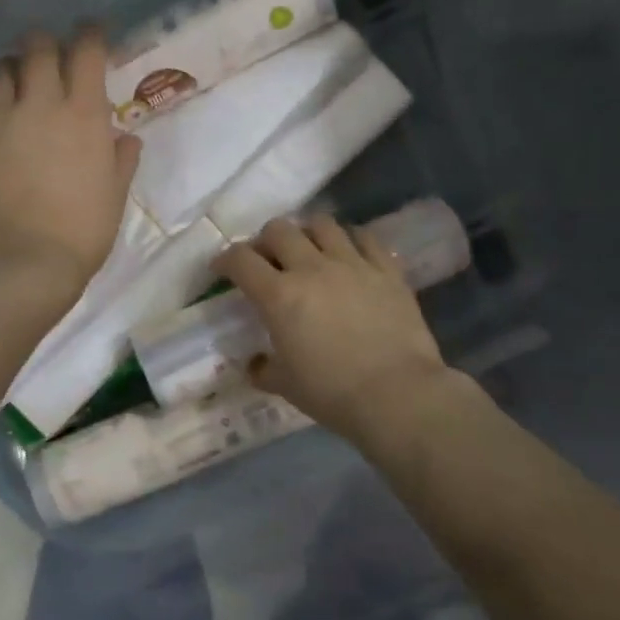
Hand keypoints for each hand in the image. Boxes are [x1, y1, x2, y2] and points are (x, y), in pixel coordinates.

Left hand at [0, 27, 141, 297]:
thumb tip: (124, 138)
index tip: (93, 33)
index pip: (86, 49)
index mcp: (82, 112)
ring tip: (17, 77)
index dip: (91, 33)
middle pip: (37, 46)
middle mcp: (39, 103)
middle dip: (47, 42)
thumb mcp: (115, 193)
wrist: (23, 259)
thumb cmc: (83, 228)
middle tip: (53, 55)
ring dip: (12, 65)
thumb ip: (122, 158)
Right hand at [213, 214, 454, 440]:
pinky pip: (366, 238)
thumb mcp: (286, 386)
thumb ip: (264, 369)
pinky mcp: (386, 269)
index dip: (225, 260)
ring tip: (309, 250)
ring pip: (322, 224)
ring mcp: (352, 264)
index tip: (222, 269)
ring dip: (307, 233)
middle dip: (265, 240)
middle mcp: (311, 268)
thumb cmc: (332, 393)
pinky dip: (351, 240)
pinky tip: (350, 253)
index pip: (240, 260)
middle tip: (268, 259)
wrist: (397, 395)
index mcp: (279, 296)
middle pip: (279, 230)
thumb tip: (255, 364)